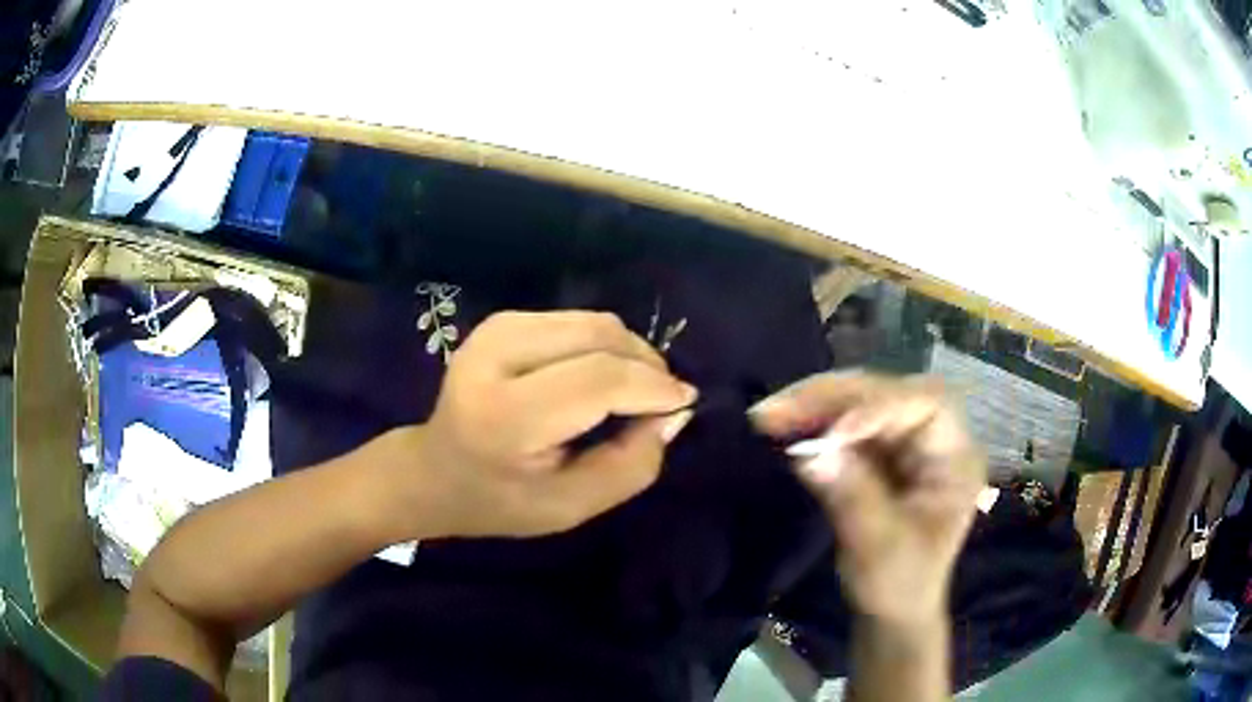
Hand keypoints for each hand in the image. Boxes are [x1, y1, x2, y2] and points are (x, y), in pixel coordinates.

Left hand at [380, 311, 696, 539]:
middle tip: (663, 401)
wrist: (436, 471)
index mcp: (504, 416)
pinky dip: (604, 346)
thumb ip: (632, 464)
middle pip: (600, 338)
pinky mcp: (502, 320)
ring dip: (629, 353)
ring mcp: (495, 330)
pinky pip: (578, 321)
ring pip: (594, 323)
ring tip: (636, 390)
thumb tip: (675, 410)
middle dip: (646, 365)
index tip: (684, 403)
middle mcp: (494, 357)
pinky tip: (601, 377)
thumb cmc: (502, 502)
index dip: (652, 387)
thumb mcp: (573, 507)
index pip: (598, 380)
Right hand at [751, 372, 984, 624]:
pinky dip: (810, 423)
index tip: (831, 433)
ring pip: (859, 402)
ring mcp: (904, 442)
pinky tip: (780, 427)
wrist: (891, 611)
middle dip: (832, 398)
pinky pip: (842, 424)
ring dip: (812, 405)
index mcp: (956, 458)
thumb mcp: (880, 549)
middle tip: (776, 410)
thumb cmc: (899, 586)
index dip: (879, 406)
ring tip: (768, 416)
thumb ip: (852, 497)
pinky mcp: (877, 452)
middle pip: (887, 393)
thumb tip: (809, 450)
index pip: (926, 405)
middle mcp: (933, 437)